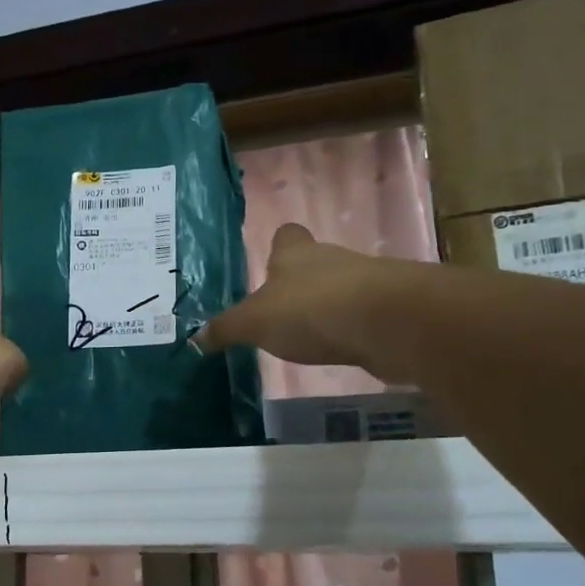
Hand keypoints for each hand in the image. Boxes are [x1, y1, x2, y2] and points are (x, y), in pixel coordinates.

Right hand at [195, 224, 399, 373]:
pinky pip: (363, 316)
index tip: (271, 264)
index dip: (278, 247)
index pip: (287, 236)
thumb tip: (195, 339)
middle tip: (282, 311)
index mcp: (295, 254)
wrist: (387, 322)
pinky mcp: (388, 311)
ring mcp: (365, 283)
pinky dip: (351, 329)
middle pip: (314, 263)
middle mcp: (331, 260)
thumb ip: (227, 330)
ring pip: (340, 288)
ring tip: (309, 335)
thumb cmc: (310, 310)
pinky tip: (341, 349)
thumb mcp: (255, 323)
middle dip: (300, 283)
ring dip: (327, 307)